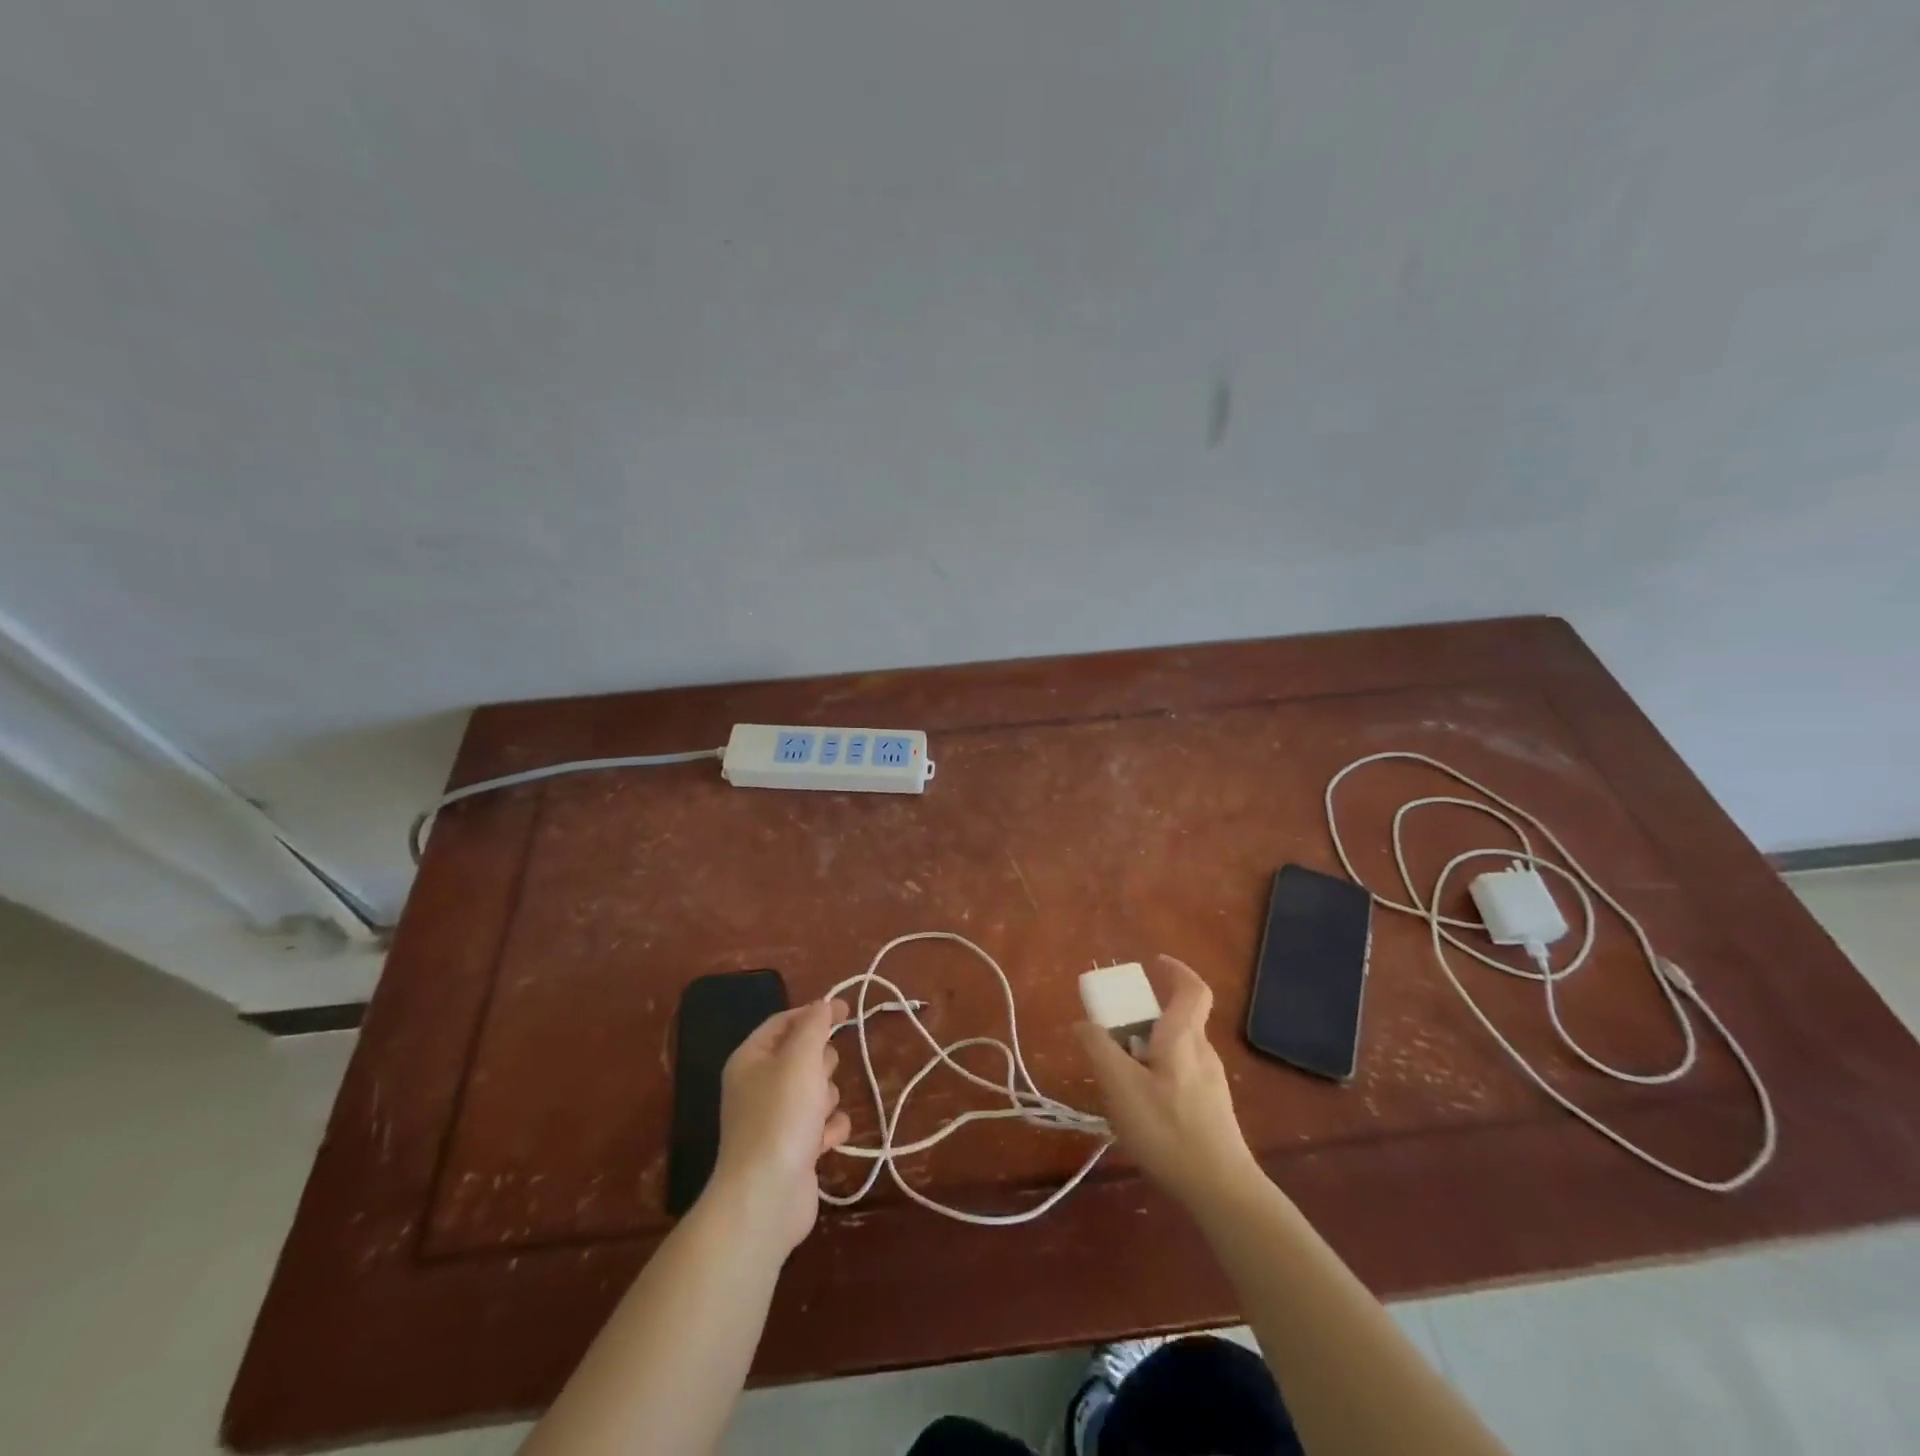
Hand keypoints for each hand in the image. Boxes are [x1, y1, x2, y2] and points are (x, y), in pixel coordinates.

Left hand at [706, 997, 852, 1253]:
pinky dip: (829, 1130)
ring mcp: (776, 1120)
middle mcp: (759, 1086)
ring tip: (819, 1115)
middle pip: (803, 1056)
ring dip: (827, 1098)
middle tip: (820, 1075)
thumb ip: (815, 1025)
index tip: (846, 1010)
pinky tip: (827, 1140)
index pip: (783, 1022)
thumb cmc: (781, 1115)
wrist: (767, 1196)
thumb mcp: (801, 1057)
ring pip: (817, 1090)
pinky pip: (822, 1125)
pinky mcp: (794, 1149)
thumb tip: (823, 1004)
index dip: (813, 1013)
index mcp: (751, 1059)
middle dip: (820, 1063)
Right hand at [1075, 956, 1259, 1209]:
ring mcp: (1212, 1083)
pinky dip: (1159, 1073)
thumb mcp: (1120, 1086)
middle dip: (1146, 1015)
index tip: (1153, 963)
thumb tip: (1084, 1024)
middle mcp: (1203, 1052)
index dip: (1175, 970)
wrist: (1222, 1191)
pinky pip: (1182, 1075)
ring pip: (1178, 1049)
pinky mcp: (1212, 1110)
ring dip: (1150, 1048)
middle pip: (1179, 1018)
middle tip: (1115, 1029)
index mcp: (1184, 1036)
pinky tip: (1141, 1107)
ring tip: (1120, 1075)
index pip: (1192, 988)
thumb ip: (1098, 1049)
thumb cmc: (1168, 1129)